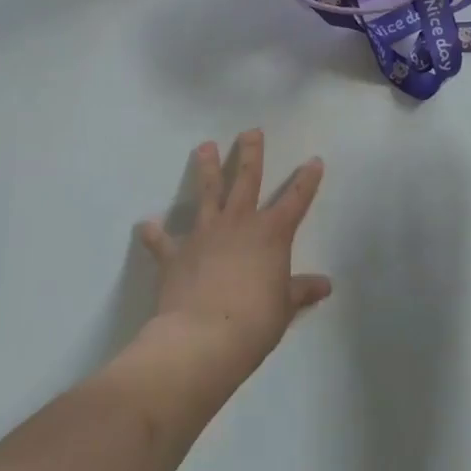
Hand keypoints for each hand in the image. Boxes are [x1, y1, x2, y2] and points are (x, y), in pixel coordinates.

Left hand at [136, 130, 332, 387]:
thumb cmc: (255, 322)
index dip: (307, 180)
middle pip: (247, 179)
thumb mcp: (284, 307)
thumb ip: (300, 291)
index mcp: (271, 234)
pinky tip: (145, 226)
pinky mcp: (175, 254)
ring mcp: (204, 234)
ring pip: (207, 193)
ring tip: (204, 146)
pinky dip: (154, 234)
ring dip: (206, 168)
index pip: (296, 200)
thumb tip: (325, 285)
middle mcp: (239, 224)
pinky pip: (162, 241)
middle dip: (251, 154)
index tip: (314, 160)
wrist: (202, 339)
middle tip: (250, 131)